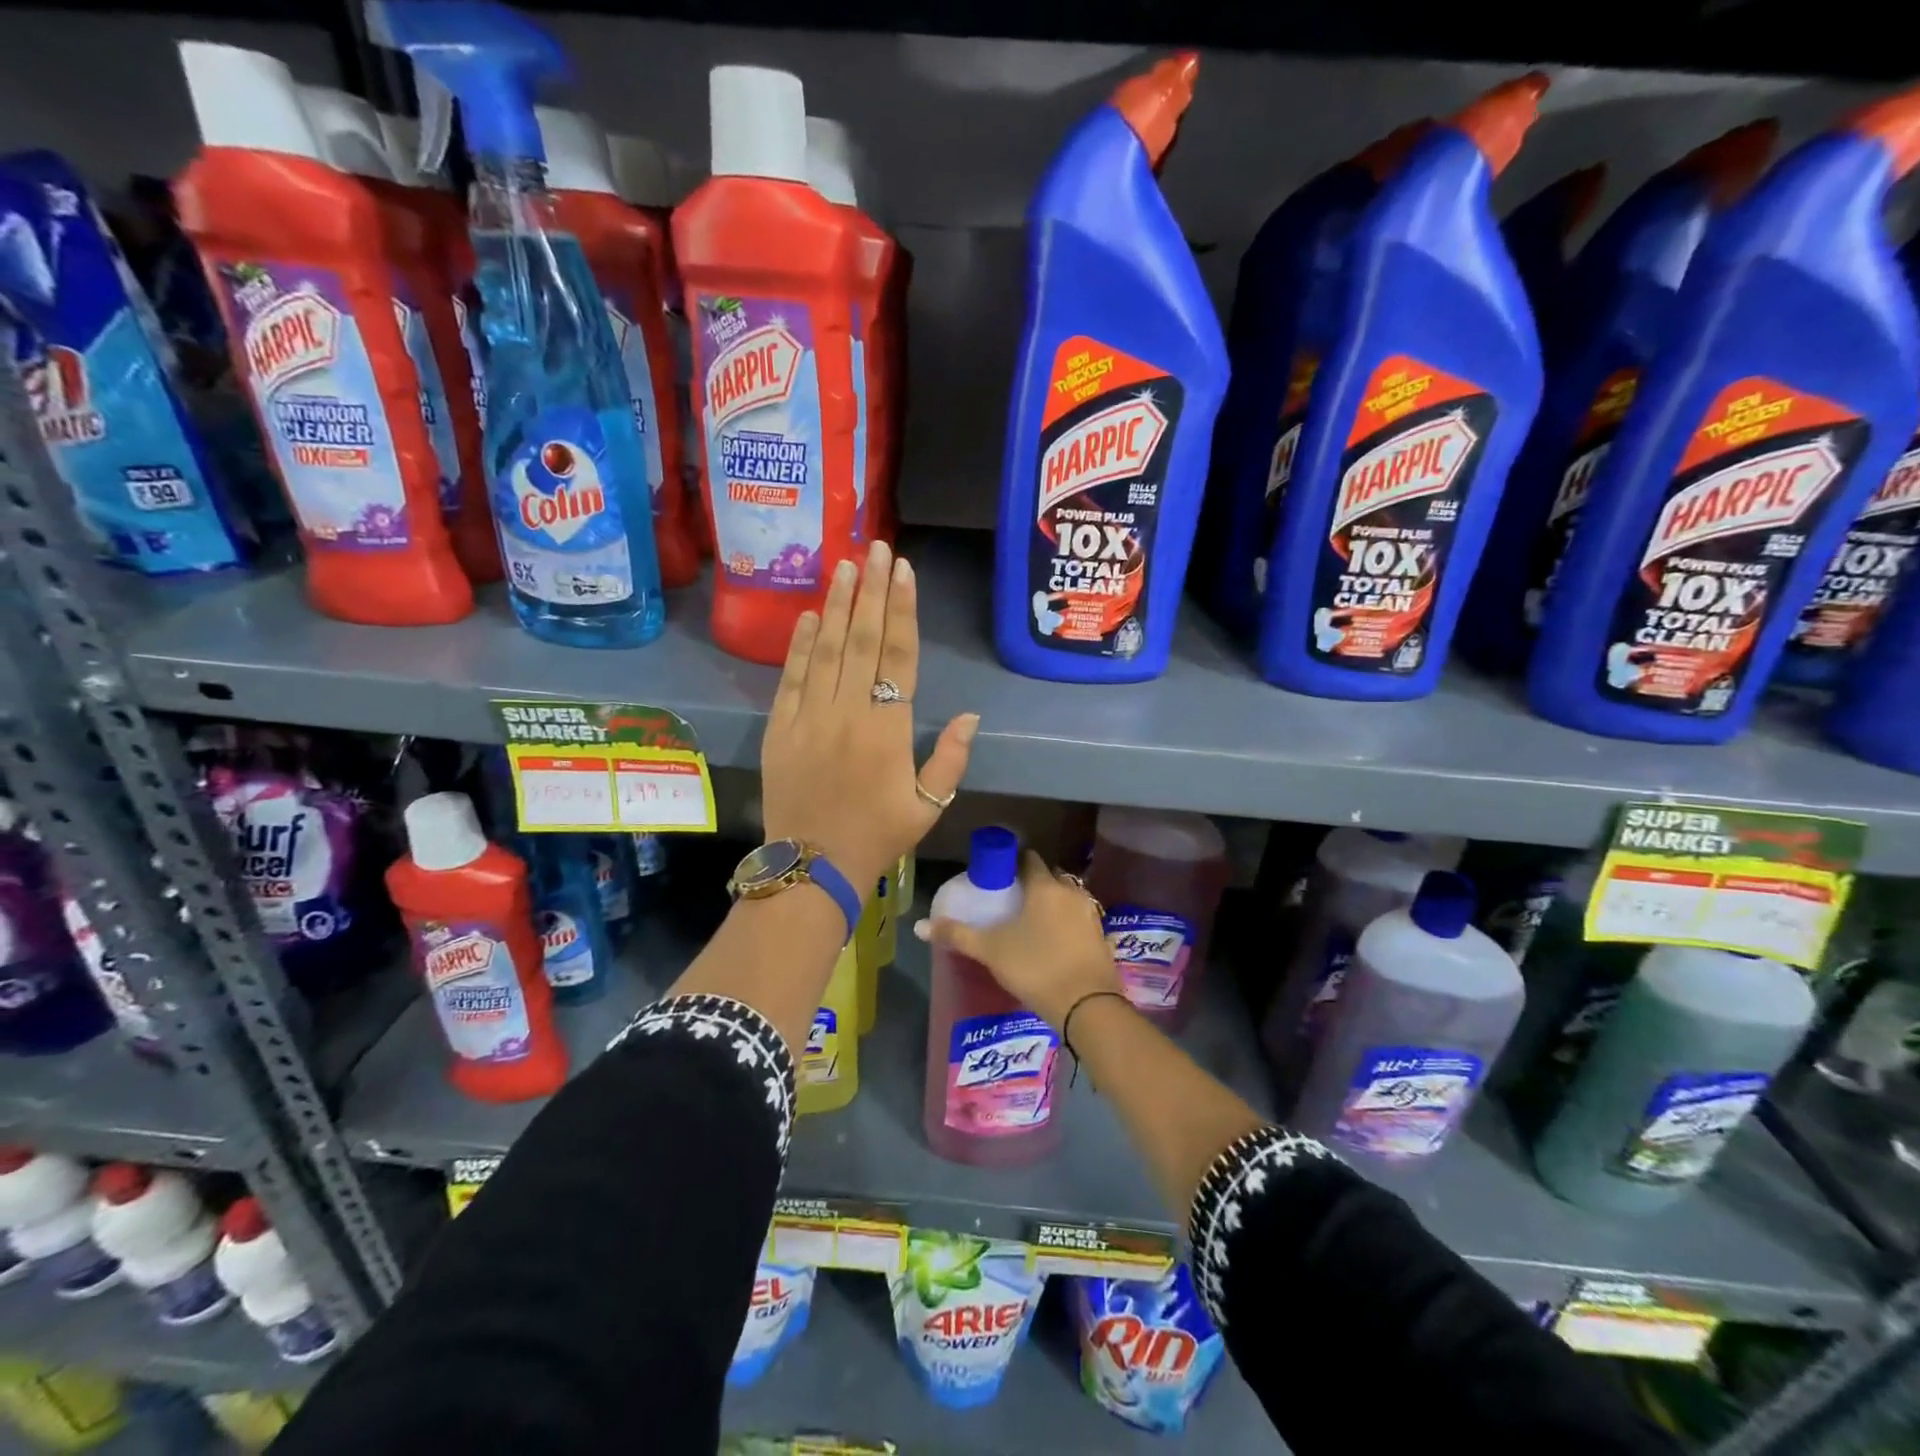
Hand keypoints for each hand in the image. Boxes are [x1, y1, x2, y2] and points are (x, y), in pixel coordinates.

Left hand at [760, 540, 978, 892]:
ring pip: (824, 649)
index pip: (898, 657)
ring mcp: (809, 717)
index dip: (901, 611)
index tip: (902, 571)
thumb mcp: (928, 806)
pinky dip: (799, 644)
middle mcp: (847, 713)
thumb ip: (950, 759)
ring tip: (844, 566)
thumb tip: (971, 716)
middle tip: (876, 548)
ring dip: (835, 605)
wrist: (811, 866)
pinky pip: (790, 677)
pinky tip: (807, 615)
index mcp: (887, 730)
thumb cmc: (877, 837)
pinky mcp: (780, 728)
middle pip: (861, 640)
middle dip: (870, 591)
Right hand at [915, 851, 1120, 1029]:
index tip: (999, 876)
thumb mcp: (990, 951)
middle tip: (1012, 901)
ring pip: (1068, 898)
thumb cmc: (1035, 968)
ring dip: (1053, 904)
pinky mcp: (1103, 938)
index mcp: (1044, 886)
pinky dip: (1068, 925)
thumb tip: (920, 925)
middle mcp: (1071, 892)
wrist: (1086, 1006)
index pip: (1029, 860)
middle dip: (1034, 883)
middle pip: (1050, 877)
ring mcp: (1091, 915)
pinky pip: (1080, 921)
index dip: (1013, 863)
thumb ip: (957, 935)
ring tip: (1033, 923)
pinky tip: (1056, 943)